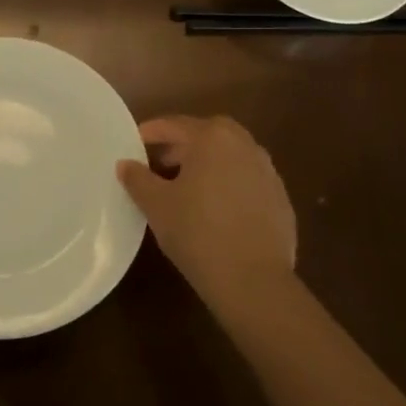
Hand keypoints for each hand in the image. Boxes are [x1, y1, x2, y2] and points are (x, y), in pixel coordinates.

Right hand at [116, 115, 297, 317]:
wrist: (253, 280)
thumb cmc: (197, 232)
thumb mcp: (156, 205)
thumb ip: (138, 179)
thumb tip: (125, 164)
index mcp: (213, 138)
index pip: (176, 125)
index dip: (152, 131)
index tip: (134, 141)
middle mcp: (245, 146)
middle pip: (208, 135)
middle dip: (183, 145)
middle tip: (160, 163)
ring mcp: (268, 172)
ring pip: (230, 157)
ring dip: (207, 164)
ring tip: (186, 187)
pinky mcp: (281, 200)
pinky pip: (247, 181)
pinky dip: (228, 185)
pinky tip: (214, 210)